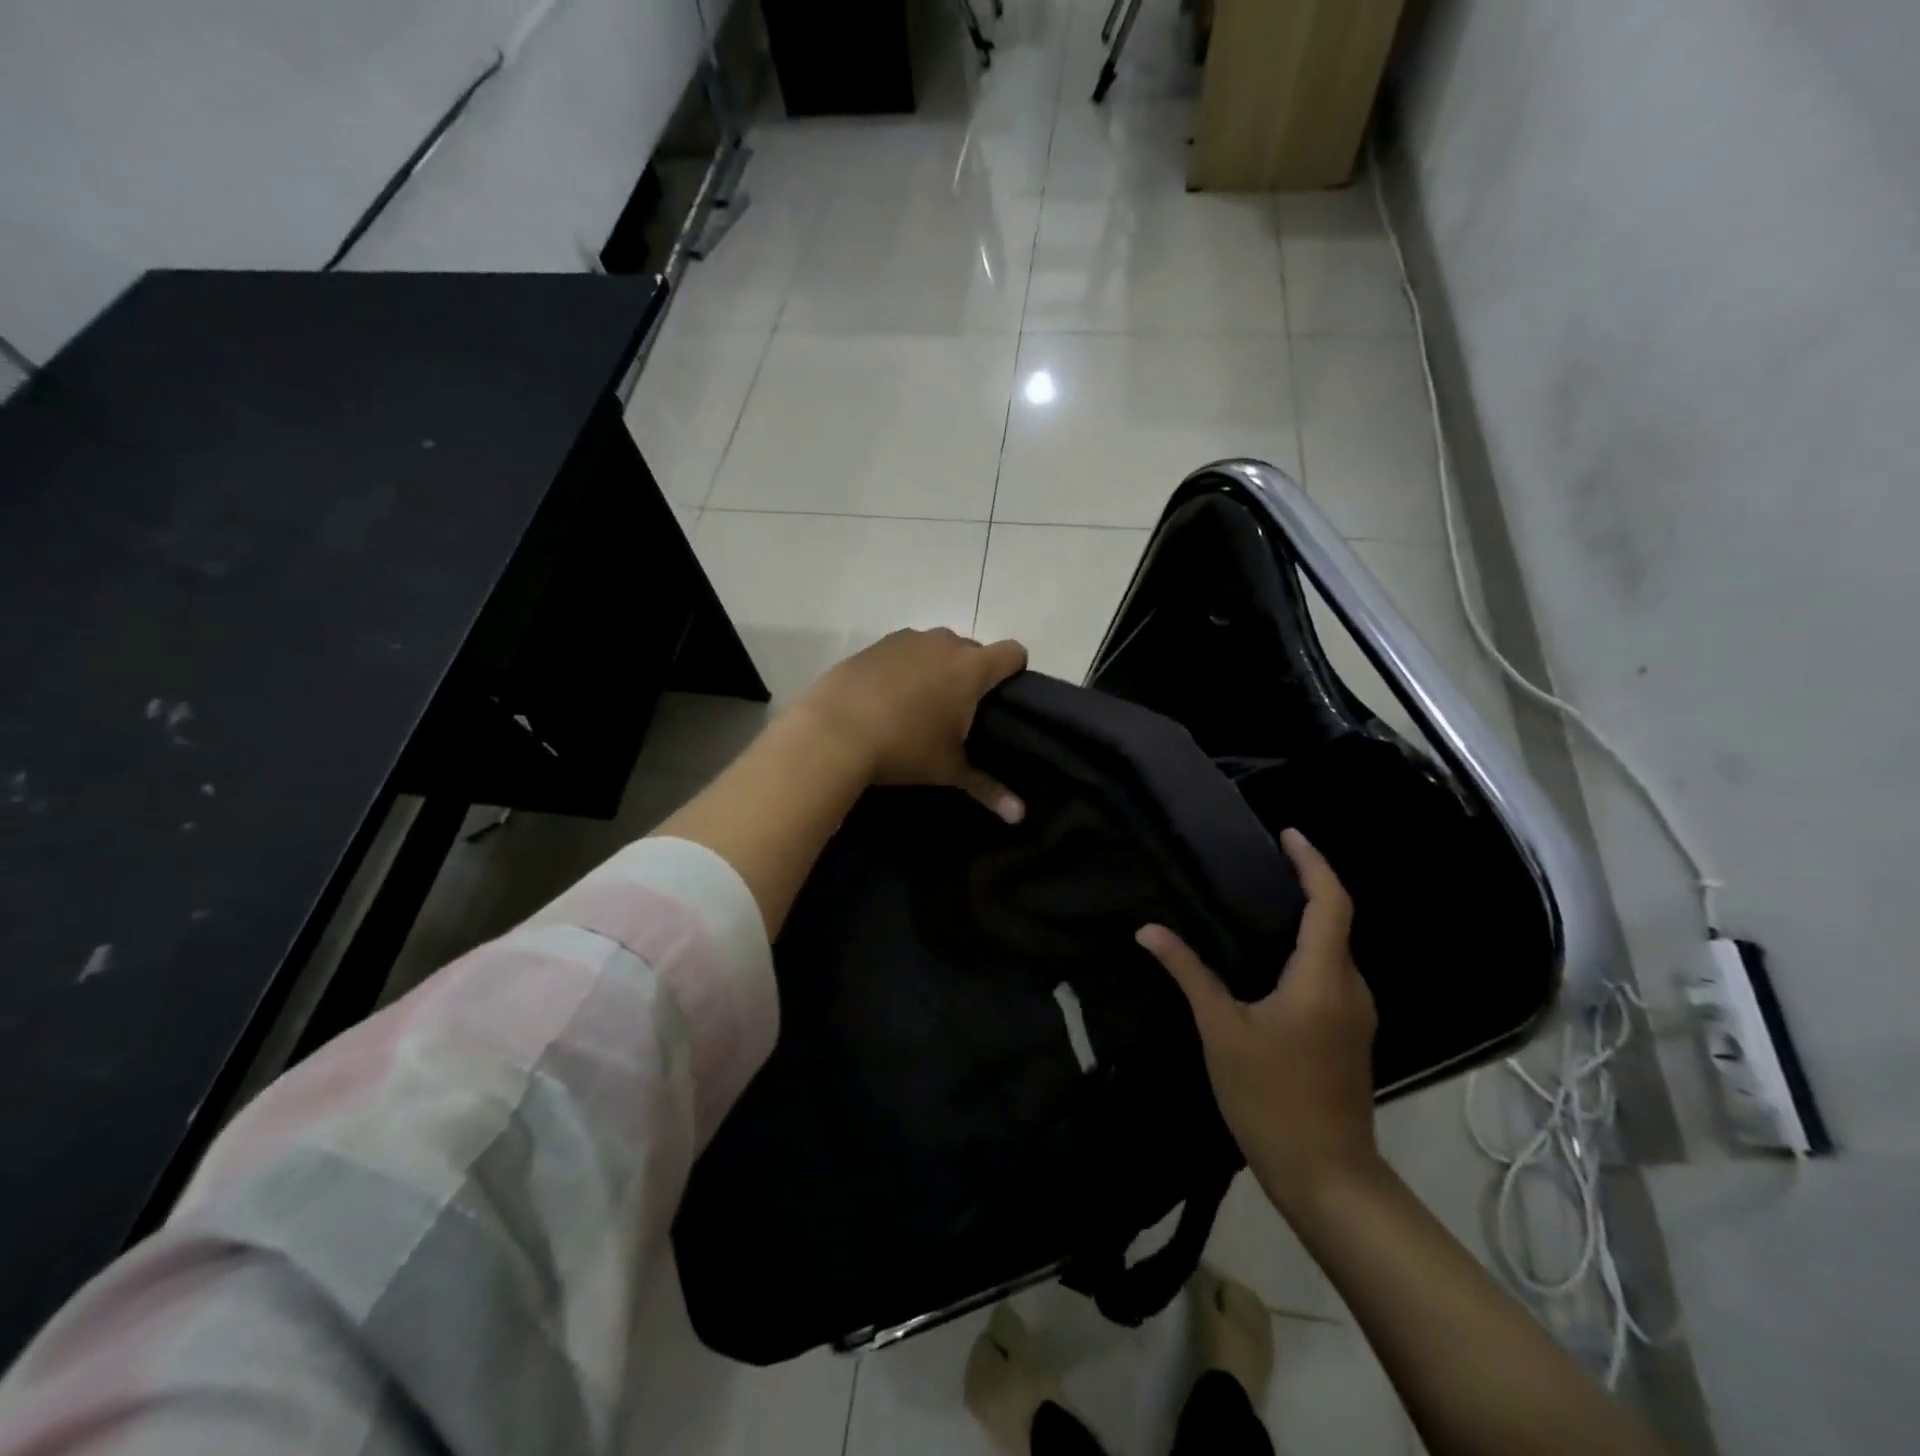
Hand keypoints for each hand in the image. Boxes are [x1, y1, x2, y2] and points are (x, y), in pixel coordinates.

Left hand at [791, 627, 1028, 821]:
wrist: (832, 731)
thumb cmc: (903, 748)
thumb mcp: (948, 770)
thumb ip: (988, 788)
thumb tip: (1020, 816)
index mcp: (970, 668)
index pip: (1012, 653)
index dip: (1014, 671)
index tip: (1003, 697)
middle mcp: (943, 643)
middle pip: (973, 649)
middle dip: (972, 674)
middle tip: (959, 711)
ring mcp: (906, 639)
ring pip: (935, 648)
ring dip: (936, 668)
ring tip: (920, 705)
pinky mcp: (874, 645)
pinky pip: (903, 652)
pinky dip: (904, 668)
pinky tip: (887, 698)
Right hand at [1136, 829, 1378, 1216]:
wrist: (1327, 1176)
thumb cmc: (1271, 1097)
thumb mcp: (1221, 1030)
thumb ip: (1188, 973)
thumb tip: (1149, 930)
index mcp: (1323, 978)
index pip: (1330, 902)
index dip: (1312, 862)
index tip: (1287, 833)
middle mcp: (1351, 987)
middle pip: (1337, 920)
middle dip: (1307, 883)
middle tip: (1263, 862)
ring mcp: (1357, 1014)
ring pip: (1336, 949)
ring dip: (1307, 918)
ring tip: (1260, 901)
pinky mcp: (1351, 1034)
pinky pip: (1332, 973)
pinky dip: (1308, 949)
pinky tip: (1271, 959)